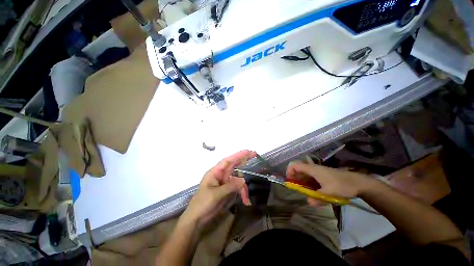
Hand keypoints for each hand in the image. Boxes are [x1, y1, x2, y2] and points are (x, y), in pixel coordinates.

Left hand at [182, 150, 255, 227]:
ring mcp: (224, 182)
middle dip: (244, 161)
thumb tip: (243, 180)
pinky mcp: (227, 189)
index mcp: (215, 172)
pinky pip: (237, 187)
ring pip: (237, 179)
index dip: (237, 155)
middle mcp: (220, 175)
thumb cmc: (202, 204)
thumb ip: (230, 186)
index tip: (247, 151)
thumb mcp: (216, 194)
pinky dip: (242, 193)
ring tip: (246, 198)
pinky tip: (245, 201)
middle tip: (254, 154)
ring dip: (243, 187)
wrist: (196, 219)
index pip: (227, 161)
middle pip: (234, 165)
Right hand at [286, 162, 372, 205]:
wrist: (358, 182)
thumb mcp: (329, 193)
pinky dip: (308, 183)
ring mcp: (318, 171)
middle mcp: (313, 168)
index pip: (295, 165)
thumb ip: (317, 198)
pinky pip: (311, 177)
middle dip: (295, 178)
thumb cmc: (342, 185)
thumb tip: (308, 202)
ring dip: (301, 181)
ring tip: (304, 191)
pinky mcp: (322, 175)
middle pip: (298, 169)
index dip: (289, 171)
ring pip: (305, 173)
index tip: (289, 181)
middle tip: (296, 188)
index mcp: (313, 169)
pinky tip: (313, 191)